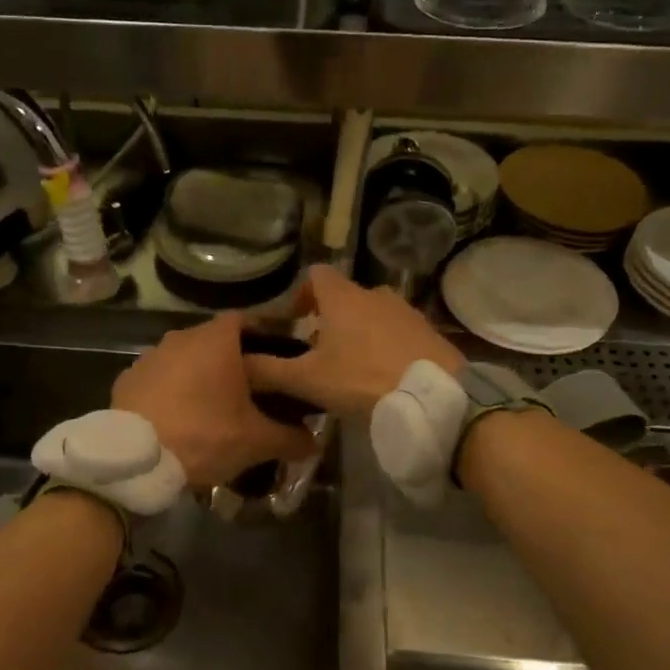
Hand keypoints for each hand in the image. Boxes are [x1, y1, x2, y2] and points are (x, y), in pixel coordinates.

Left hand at [112, 314, 316, 487]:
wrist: (134, 460)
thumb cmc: (203, 436)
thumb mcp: (256, 441)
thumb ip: (290, 437)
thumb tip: (314, 441)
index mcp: (216, 340)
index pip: (247, 321)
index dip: (264, 337)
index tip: (277, 360)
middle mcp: (181, 337)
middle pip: (215, 341)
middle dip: (233, 362)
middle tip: (251, 392)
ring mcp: (150, 356)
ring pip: (185, 359)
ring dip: (199, 377)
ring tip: (214, 409)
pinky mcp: (127, 379)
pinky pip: (159, 379)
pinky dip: (171, 392)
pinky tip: (179, 419)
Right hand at [241, 265, 464, 417]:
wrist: (434, 395)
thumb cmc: (362, 379)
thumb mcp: (307, 380)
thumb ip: (268, 370)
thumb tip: (236, 362)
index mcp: (342, 297)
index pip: (315, 274)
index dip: (300, 295)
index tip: (295, 324)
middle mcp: (374, 293)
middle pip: (343, 297)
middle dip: (328, 321)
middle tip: (318, 355)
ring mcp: (404, 310)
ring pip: (371, 314)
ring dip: (357, 333)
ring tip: (350, 368)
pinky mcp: (426, 330)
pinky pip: (396, 330)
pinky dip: (383, 344)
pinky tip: (381, 375)